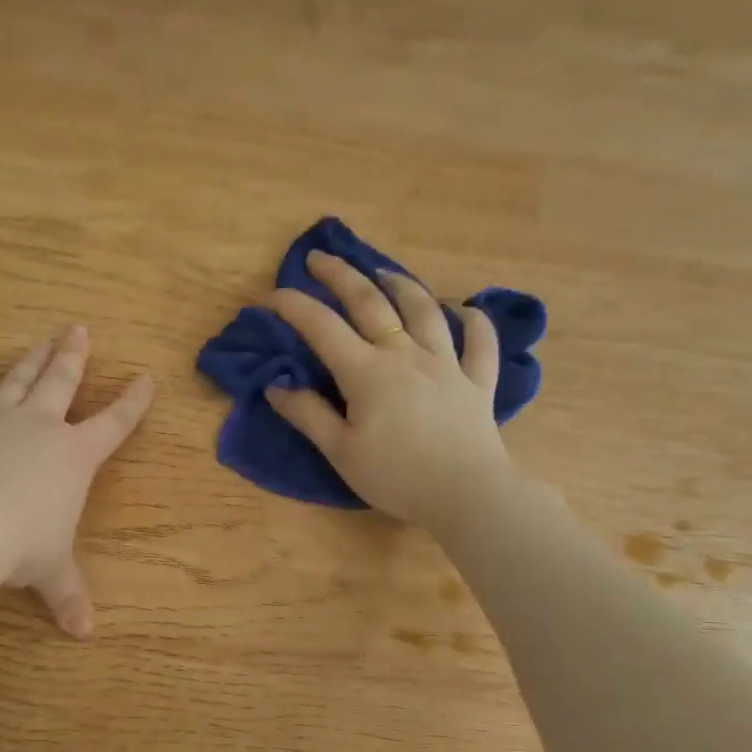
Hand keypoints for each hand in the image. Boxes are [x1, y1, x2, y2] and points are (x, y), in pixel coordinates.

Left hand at [0, 326, 154, 637]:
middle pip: (61, 382)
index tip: (146, 378)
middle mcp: (40, 428)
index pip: (113, 424)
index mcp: (74, 457)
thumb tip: (84, 635)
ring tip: (41, 340)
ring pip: (18, 380)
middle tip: (78, 328)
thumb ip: (67, 596)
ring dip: (31, 359)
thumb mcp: (50, 572)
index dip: (133, 403)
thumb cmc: (20, 545)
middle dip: (73, 356)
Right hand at [265, 252, 517, 527]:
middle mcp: (405, 355)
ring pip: (424, 310)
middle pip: (371, 303)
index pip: (322, 328)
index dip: (294, 307)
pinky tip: (466, 308)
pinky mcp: (477, 382)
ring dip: (401, 285)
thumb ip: (308, 415)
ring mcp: (446, 364)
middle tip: (321, 258)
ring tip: (384, 273)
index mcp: (367, 372)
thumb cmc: (396, 476)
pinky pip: (480, 342)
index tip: (271, 295)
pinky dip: (474, 320)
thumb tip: (277, 385)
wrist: (467, 494)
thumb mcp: (340, 451)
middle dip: (342, 276)